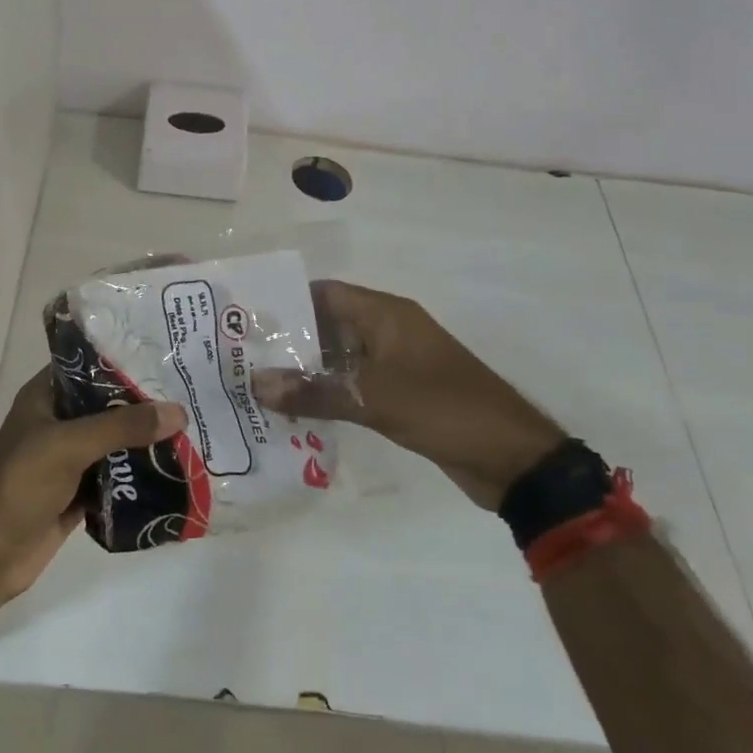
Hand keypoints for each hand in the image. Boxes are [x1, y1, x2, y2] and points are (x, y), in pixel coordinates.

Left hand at [0, 369, 185, 599]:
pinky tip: (175, 470)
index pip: (89, 365)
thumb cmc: (20, 483)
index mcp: (46, 396)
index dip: (124, 360)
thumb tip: (179, 412)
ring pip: (114, 442)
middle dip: (144, 404)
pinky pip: (116, 477)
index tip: (165, 355)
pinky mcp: (78, 493)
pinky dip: (139, 476)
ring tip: (193, 428)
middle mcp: (58, 421)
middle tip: (190, 393)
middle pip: (108, 405)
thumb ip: (123, 426)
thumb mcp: (71, 444)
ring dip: (145, 441)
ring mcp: (68, 459)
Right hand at [256, 280, 565, 508]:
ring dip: (306, 370)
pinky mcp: (399, 393)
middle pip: (328, 324)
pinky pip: (354, 383)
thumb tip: (256, 385)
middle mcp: (388, 331)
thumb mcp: (374, 399)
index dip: (286, 302)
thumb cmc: (444, 409)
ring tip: (258, 385)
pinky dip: (328, 392)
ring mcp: (395, 363)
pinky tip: (296, 410)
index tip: (245, 320)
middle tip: (241, 357)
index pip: (325, 293)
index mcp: (386, 314)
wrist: (511, 458)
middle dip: (289, 340)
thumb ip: (314, 392)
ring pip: (339, 357)